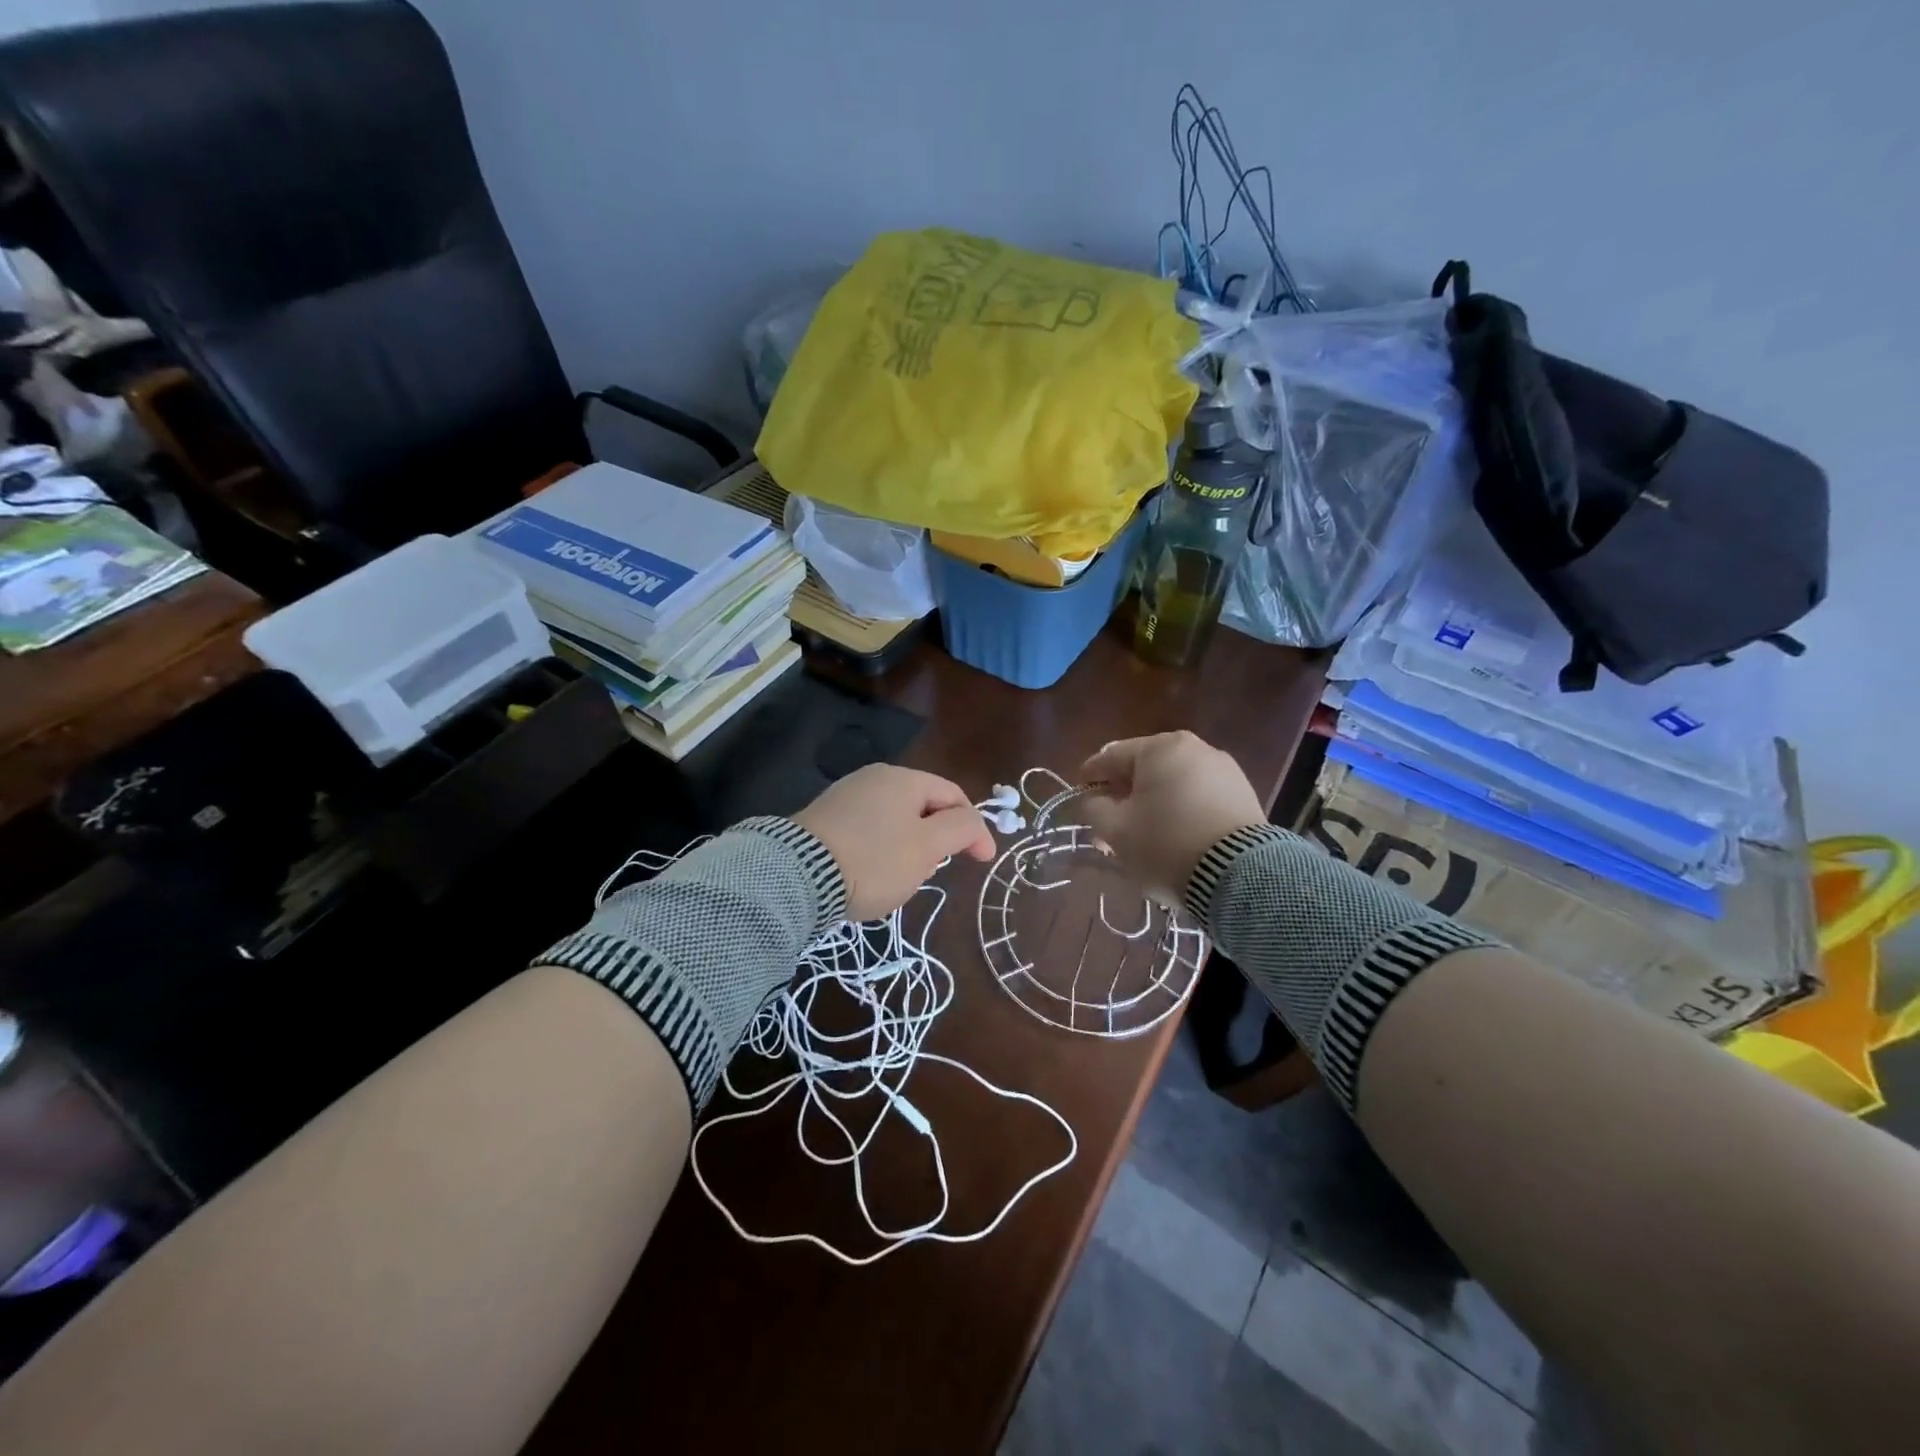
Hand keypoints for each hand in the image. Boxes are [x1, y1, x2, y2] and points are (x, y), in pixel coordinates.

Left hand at [793, 764, 994, 919]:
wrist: (798, 876)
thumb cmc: (874, 860)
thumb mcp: (927, 847)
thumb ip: (960, 829)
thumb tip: (973, 823)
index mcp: (904, 778)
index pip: (954, 795)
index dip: (973, 828)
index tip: (981, 861)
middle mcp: (874, 778)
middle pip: (923, 806)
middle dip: (936, 839)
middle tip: (932, 872)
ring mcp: (845, 796)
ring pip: (895, 820)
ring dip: (908, 847)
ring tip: (899, 879)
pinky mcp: (824, 818)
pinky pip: (867, 830)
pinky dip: (880, 850)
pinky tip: (870, 874)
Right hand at [1077, 732, 1265, 903]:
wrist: (1239, 874)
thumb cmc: (1166, 843)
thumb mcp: (1117, 830)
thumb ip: (1095, 808)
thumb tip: (1096, 800)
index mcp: (1160, 748)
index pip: (1112, 756)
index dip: (1091, 775)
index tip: (1079, 792)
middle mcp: (1194, 748)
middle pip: (1145, 769)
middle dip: (1124, 794)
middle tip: (1109, 821)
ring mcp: (1224, 770)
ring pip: (1173, 783)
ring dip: (1153, 803)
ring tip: (1142, 834)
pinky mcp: (1243, 794)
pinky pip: (1199, 796)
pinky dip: (1181, 810)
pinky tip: (1174, 834)